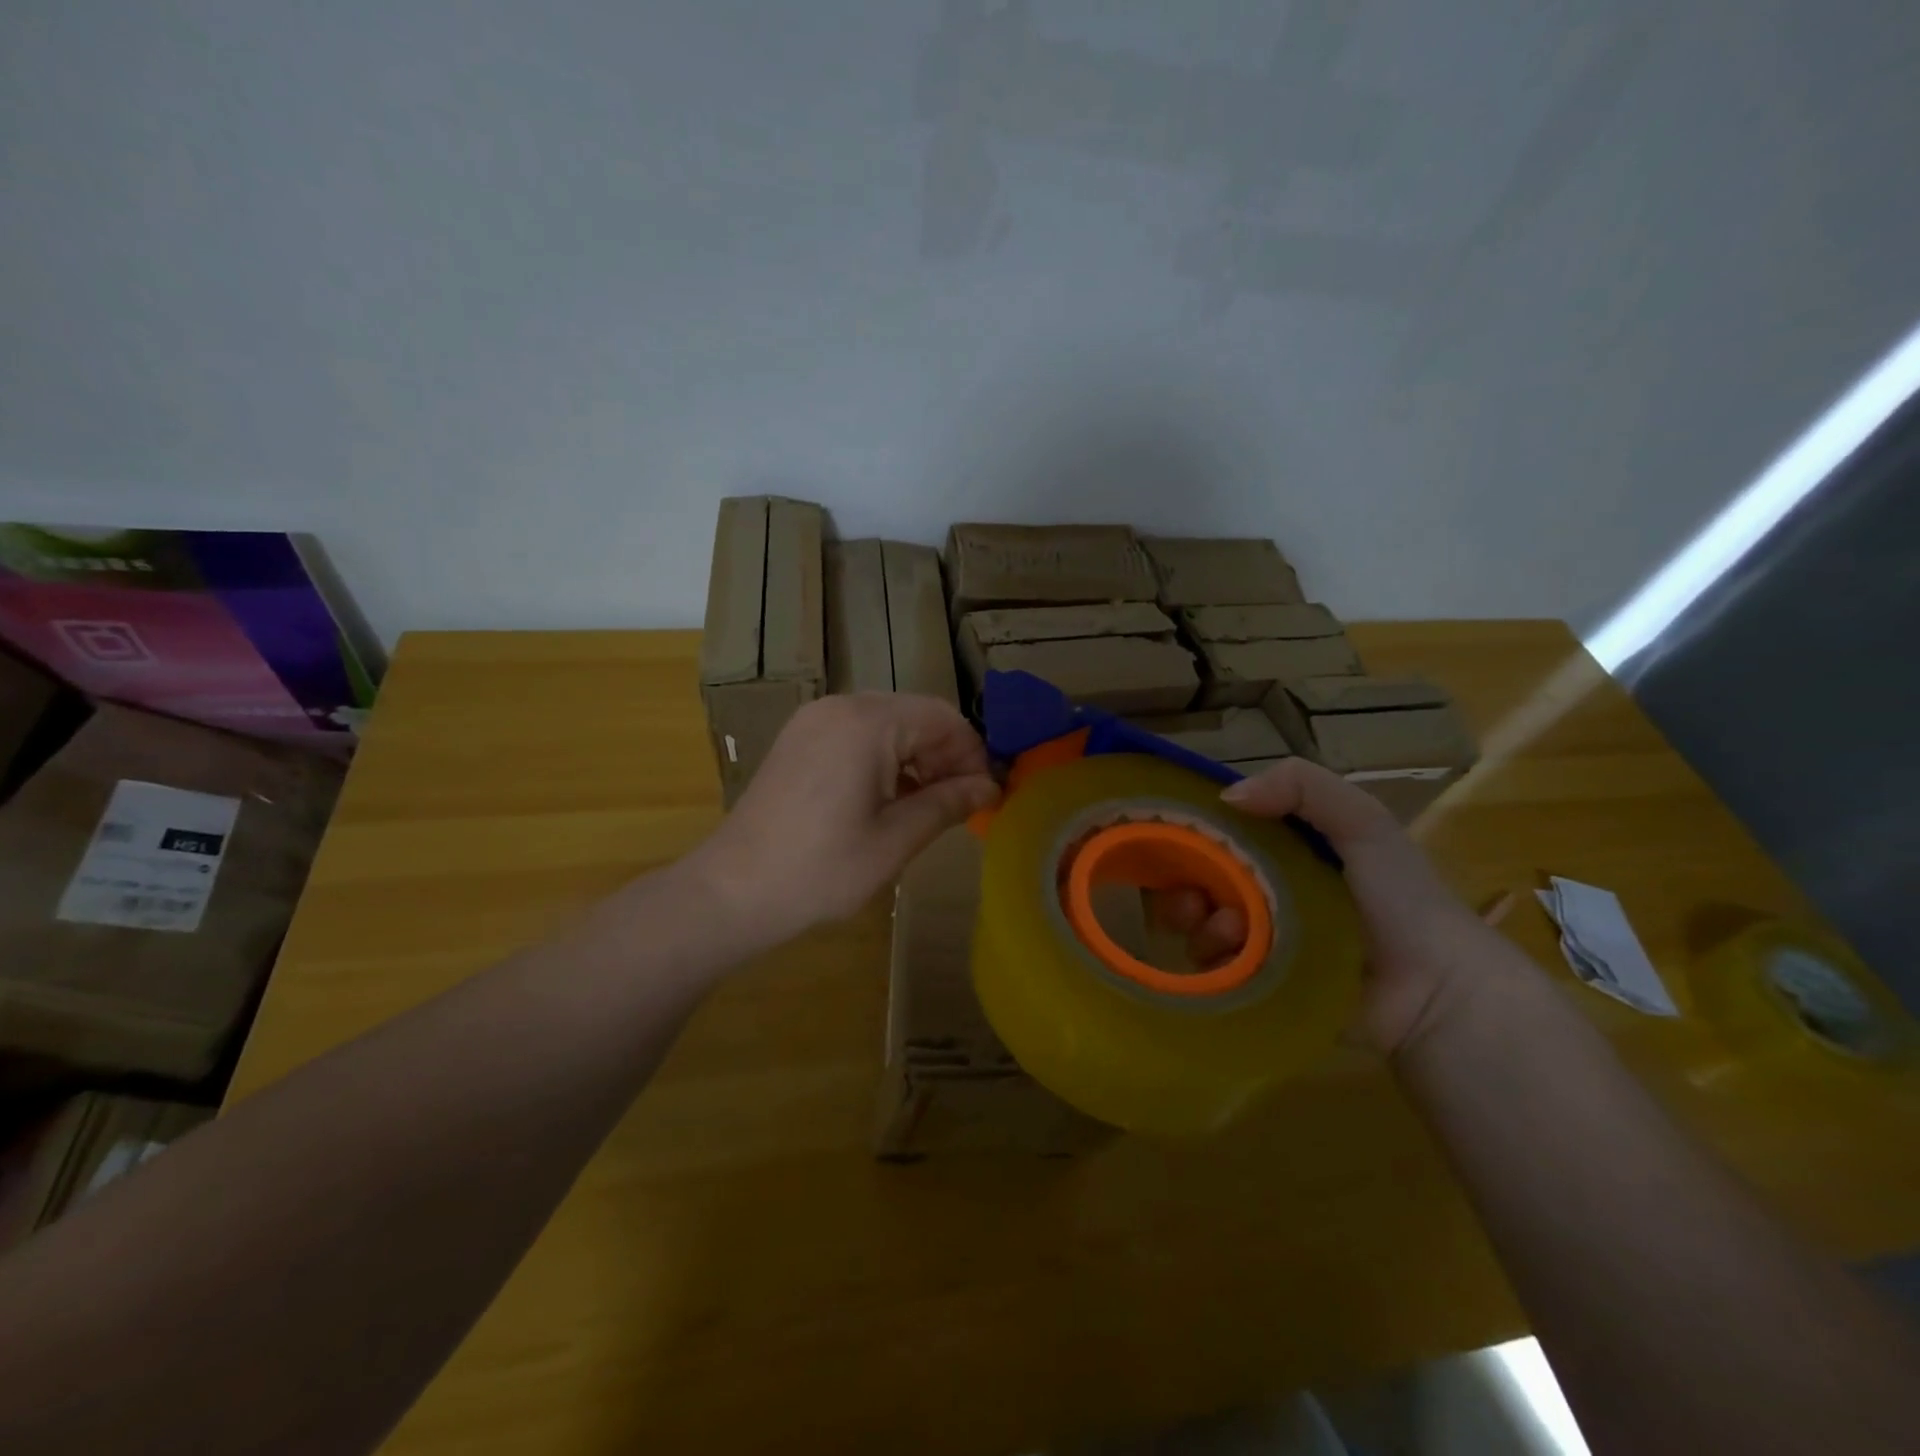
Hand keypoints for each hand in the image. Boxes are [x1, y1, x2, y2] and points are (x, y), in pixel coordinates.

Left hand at [689, 693, 998, 949]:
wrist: (732, 890)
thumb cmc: (821, 869)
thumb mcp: (895, 839)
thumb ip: (947, 804)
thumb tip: (990, 788)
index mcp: (867, 723)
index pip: (942, 718)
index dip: (972, 754)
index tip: (985, 796)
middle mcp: (840, 706)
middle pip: (915, 715)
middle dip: (946, 755)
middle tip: (960, 803)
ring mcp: (814, 719)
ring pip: (887, 722)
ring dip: (916, 756)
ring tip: (927, 804)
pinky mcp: (799, 738)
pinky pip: (857, 733)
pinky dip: (883, 757)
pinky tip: (888, 797)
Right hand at [1157, 758, 1512, 1054]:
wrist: (1434, 992)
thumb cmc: (1399, 899)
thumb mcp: (1363, 824)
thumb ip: (1304, 786)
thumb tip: (1227, 797)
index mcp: (1287, 852)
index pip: (1223, 835)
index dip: (1196, 835)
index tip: (1182, 843)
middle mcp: (1267, 892)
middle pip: (1201, 881)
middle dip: (1185, 886)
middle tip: (1193, 900)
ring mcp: (1261, 941)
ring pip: (1200, 924)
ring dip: (1198, 923)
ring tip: (1227, 930)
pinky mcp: (1258, 984)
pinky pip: (1212, 968)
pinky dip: (1209, 959)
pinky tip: (1228, 955)